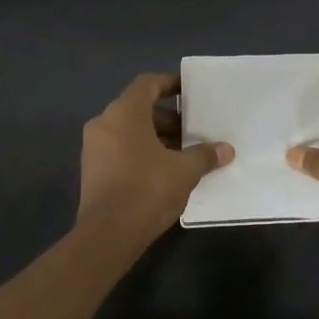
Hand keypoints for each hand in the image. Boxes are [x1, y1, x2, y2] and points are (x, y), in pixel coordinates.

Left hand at [78, 73, 232, 237]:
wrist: (108, 234)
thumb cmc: (147, 190)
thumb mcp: (184, 171)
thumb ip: (205, 155)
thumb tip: (226, 149)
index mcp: (124, 113)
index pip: (148, 84)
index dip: (170, 84)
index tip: (190, 92)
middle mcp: (104, 123)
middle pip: (140, 109)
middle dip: (169, 118)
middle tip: (194, 130)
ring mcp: (94, 148)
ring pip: (130, 131)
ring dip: (157, 138)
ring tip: (185, 153)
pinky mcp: (92, 170)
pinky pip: (121, 150)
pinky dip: (142, 152)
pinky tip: (166, 171)